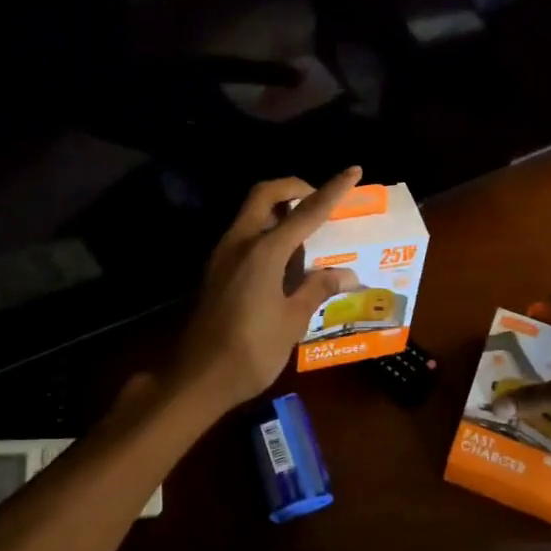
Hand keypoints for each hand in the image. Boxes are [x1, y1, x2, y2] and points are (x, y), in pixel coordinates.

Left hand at [170, 167, 363, 413]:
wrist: (196, 379)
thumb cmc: (250, 352)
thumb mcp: (292, 321)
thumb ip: (317, 289)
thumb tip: (347, 274)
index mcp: (263, 252)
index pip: (306, 212)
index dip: (332, 191)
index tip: (353, 171)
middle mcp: (240, 243)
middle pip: (265, 194)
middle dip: (294, 188)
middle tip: (318, 201)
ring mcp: (223, 255)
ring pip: (251, 212)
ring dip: (278, 208)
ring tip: (307, 230)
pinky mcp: (216, 270)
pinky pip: (244, 233)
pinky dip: (267, 229)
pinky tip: (285, 258)